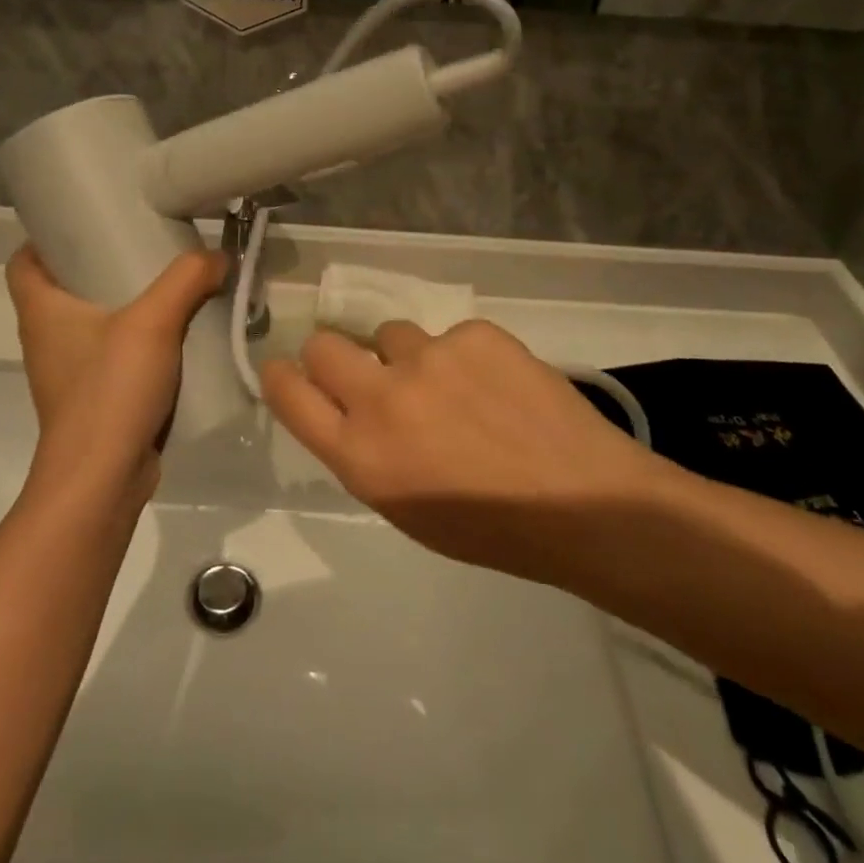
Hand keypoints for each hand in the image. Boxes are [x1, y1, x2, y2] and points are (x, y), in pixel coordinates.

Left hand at [6, 246, 226, 504]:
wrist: (102, 479)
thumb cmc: (110, 390)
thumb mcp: (153, 322)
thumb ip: (187, 279)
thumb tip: (219, 256)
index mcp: (42, 311)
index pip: (24, 261)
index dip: (46, 238)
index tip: (88, 222)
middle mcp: (47, 338)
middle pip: (64, 288)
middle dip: (101, 264)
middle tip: (144, 244)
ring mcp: (70, 372)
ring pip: (94, 322)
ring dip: (125, 304)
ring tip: (169, 286)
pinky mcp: (95, 397)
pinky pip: (114, 355)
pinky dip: (140, 341)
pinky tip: (177, 335)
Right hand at [261, 319, 664, 584]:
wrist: (583, 503)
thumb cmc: (490, 528)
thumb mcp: (405, 508)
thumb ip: (365, 452)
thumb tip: (350, 410)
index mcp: (361, 455)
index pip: (290, 395)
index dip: (280, 376)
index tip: (282, 368)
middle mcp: (384, 397)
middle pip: (324, 345)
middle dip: (333, 355)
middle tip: (364, 370)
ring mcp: (430, 357)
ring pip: (391, 334)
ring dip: (408, 357)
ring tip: (454, 387)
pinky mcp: (474, 333)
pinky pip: (450, 334)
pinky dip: (464, 356)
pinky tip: (498, 385)